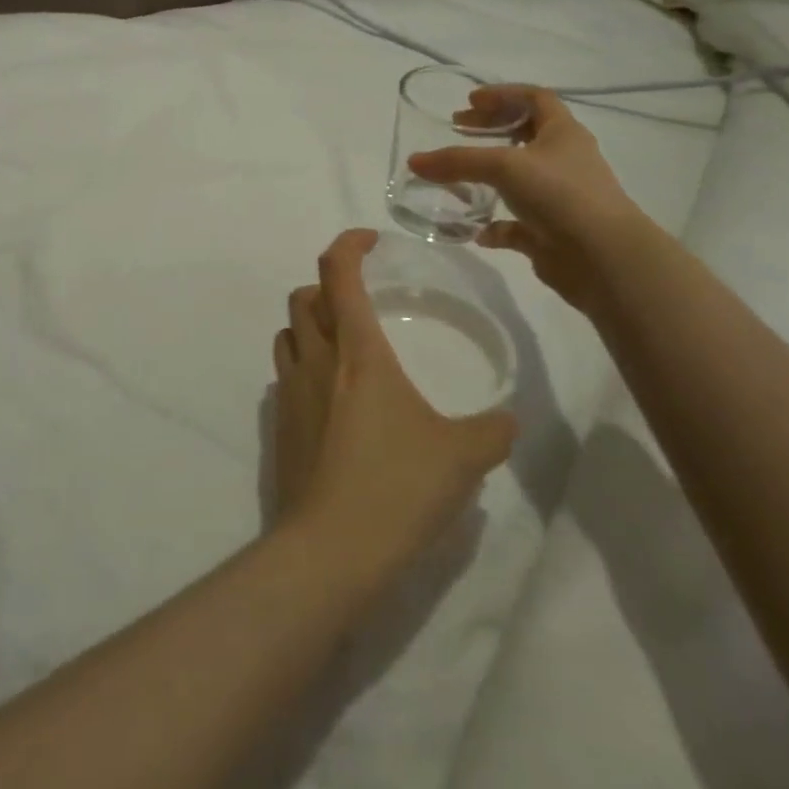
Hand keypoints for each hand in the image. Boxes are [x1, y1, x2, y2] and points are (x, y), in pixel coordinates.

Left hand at [271, 229, 515, 581]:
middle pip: (302, 295)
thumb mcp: (463, 458)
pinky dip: (302, 365)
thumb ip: (492, 431)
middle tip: (358, 301)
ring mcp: (290, 390)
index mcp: (357, 350)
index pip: (338, 272)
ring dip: (309, 324)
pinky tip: (330, 398)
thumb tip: (509, 420)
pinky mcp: (279, 423)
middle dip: (326, 285)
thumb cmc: (397, 487)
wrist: (331, 548)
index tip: (369, 240)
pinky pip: (284, 373)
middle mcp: (316, 358)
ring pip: (288, 331)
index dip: (348, 244)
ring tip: (342, 345)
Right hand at [406, 85, 649, 316]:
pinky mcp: (552, 232)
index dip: (503, 94)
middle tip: (458, 129)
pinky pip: (517, 223)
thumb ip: (456, 161)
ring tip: (457, 174)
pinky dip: (494, 223)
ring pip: (521, 178)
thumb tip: (413, 161)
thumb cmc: (560, 195)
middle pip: (527, 134)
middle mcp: (564, 160)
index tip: (470, 100)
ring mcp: (560, 198)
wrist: (605, 260)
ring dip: (490, 174)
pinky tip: (474, 227)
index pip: (536, 98)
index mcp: (563, 133)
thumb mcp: (504, 167)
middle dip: (491, 129)